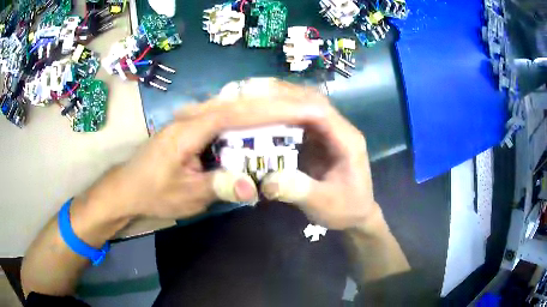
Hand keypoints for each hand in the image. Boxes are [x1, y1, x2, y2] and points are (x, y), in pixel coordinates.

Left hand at [105, 79, 328, 219]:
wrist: (127, 189)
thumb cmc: (153, 193)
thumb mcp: (186, 196)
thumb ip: (219, 187)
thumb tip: (253, 187)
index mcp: (188, 131)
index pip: (233, 113)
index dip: (267, 110)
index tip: (296, 110)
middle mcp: (189, 117)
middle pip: (234, 103)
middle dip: (267, 105)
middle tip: (297, 109)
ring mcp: (188, 121)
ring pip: (228, 107)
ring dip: (256, 110)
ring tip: (284, 115)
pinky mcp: (188, 128)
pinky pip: (220, 118)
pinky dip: (241, 121)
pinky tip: (255, 128)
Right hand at [258, 83, 380, 229]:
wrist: (356, 215)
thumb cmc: (345, 209)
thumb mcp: (323, 204)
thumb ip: (298, 190)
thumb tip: (267, 180)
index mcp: (347, 140)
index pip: (319, 112)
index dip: (290, 105)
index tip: (262, 104)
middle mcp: (339, 129)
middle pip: (311, 102)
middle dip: (282, 95)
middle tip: (252, 94)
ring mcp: (329, 133)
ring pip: (304, 106)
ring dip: (281, 101)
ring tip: (254, 99)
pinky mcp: (319, 139)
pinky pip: (299, 119)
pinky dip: (281, 115)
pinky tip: (263, 117)